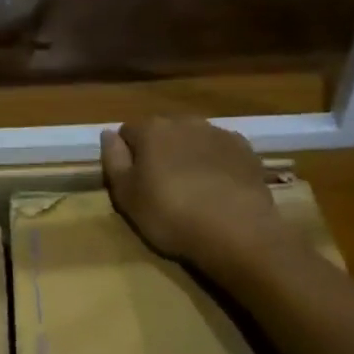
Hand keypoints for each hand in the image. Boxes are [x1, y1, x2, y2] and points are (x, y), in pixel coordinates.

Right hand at [101, 117, 281, 270]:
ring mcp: (217, 133)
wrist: (238, 231)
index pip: (127, 132)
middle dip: (159, 151)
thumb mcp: (126, 195)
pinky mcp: (245, 150)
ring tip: (193, 187)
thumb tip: (108, 133)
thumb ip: (113, 160)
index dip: (127, 155)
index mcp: (150, 129)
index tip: (133, 181)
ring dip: (188, 154)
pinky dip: (216, 162)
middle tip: (162, 186)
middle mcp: (183, 121)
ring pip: (192, 138)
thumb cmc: (171, 215)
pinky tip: (219, 187)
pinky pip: (221, 150)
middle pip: (162, 131)